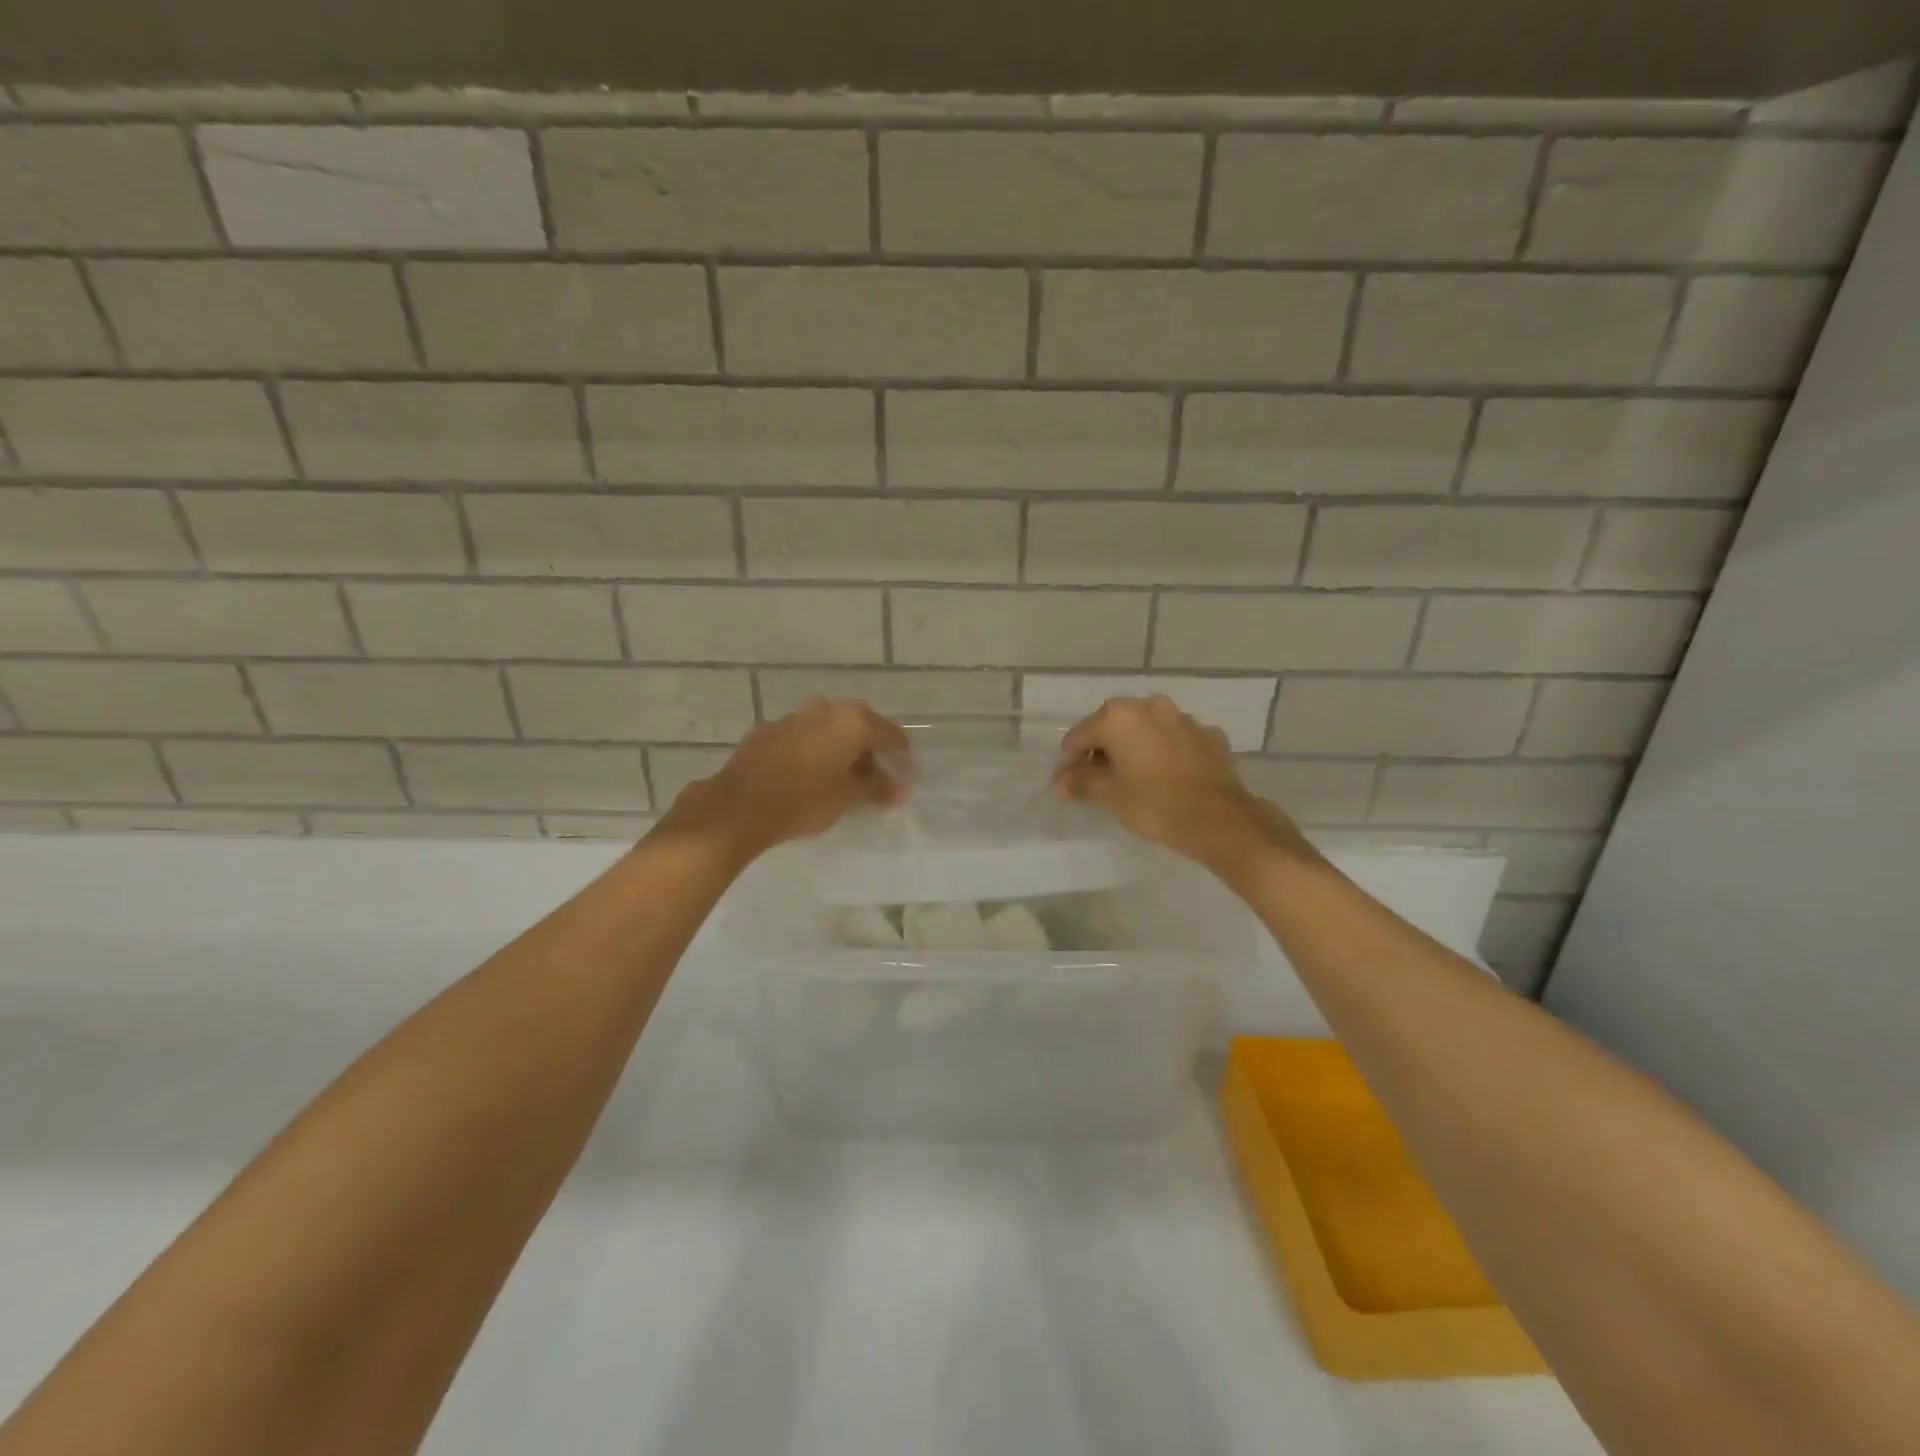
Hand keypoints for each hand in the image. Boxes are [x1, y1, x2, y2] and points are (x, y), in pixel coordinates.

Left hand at [662, 699, 909, 866]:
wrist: (741, 806)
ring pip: (828, 732)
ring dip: (838, 751)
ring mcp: (794, 718)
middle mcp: (825, 710)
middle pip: (858, 729)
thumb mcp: (849, 797)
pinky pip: (802, 739)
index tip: (905, 776)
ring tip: (841, 781)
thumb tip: (900, 790)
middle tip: (874, 781)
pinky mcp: (768, 731)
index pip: (890, 735)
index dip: (901, 757)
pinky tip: (809, 778)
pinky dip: (812, 753)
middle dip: (868, 753)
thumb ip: (878, 789)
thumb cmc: (806, 799)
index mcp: (852, 720)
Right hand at [1054, 696, 1315, 878]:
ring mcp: (1183, 718)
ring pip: (1147, 729)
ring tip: (1134, 778)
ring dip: (1135, 747)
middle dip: (1103, 750)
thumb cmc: (1154, 804)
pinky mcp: (1209, 735)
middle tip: (1100, 780)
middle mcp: (1150, 706)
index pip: (1080, 735)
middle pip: (1113, 726)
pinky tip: (1167, 776)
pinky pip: (1175, 739)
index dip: (1070, 760)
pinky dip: (1165, 752)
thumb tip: (1060, 781)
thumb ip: (1082, 782)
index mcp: (1119, 717)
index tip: (1070, 784)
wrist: (1220, 820)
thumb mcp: (1110, 795)